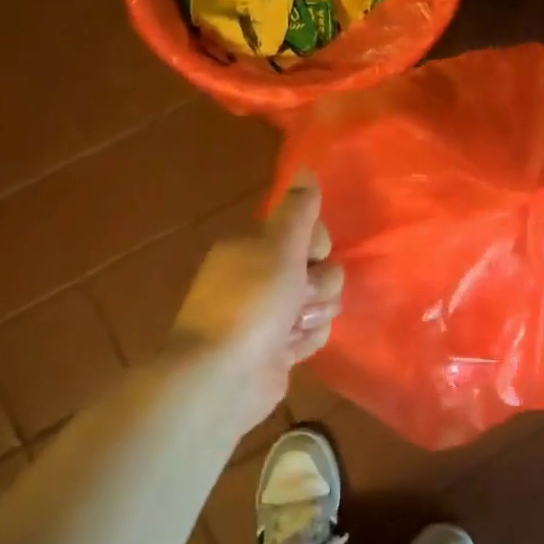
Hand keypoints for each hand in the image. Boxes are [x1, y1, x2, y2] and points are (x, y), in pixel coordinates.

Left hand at [169, 172, 343, 434]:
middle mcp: (260, 277)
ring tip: (293, 329)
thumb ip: (299, 209)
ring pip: (321, 302)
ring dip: (315, 314)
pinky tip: (291, 350)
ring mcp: (269, 315)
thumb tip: (307, 167)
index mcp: (253, 247)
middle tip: (298, 298)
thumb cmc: (251, 303)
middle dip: (319, 285)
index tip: (309, 256)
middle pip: (319, 268)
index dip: (317, 244)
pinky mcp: (279, 348)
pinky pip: (313, 333)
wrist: (221, 377)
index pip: (307, 232)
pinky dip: (307, 340)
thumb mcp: (279, 247)